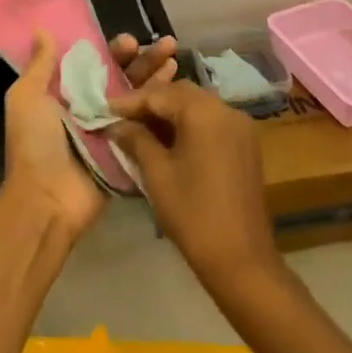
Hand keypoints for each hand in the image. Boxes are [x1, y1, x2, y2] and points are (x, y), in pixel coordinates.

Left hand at [0, 30, 177, 241]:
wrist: (47, 199)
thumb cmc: (35, 143)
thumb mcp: (27, 98)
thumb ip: (40, 65)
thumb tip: (41, 28)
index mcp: (67, 94)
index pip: (97, 63)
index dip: (114, 51)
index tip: (131, 41)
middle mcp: (92, 109)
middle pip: (123, 78)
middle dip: (143, 60)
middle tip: (165, 44)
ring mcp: (114, 131)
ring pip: (140, 98)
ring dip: (157, 78)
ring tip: (175, 59)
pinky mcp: (129, 152)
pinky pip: (148, 126)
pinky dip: (163, 109)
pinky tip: (180, 90)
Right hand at [106, 80, 279, 289]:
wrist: (241, 258)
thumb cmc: (193, 213)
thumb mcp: (156, 173)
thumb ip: (136, 140)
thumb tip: (116, 124)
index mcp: (204, 112)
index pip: (160, 94)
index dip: (130, 101)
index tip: (105, 108)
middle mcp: (227, 109)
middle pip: (182, 94)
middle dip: (151, 102)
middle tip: (123, 117)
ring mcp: (241, 126)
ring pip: (198, 106)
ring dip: (171, 112)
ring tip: (141, 127)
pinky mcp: (246, 144)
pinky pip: (213, 122)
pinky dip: (190, 124)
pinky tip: (170, 140)